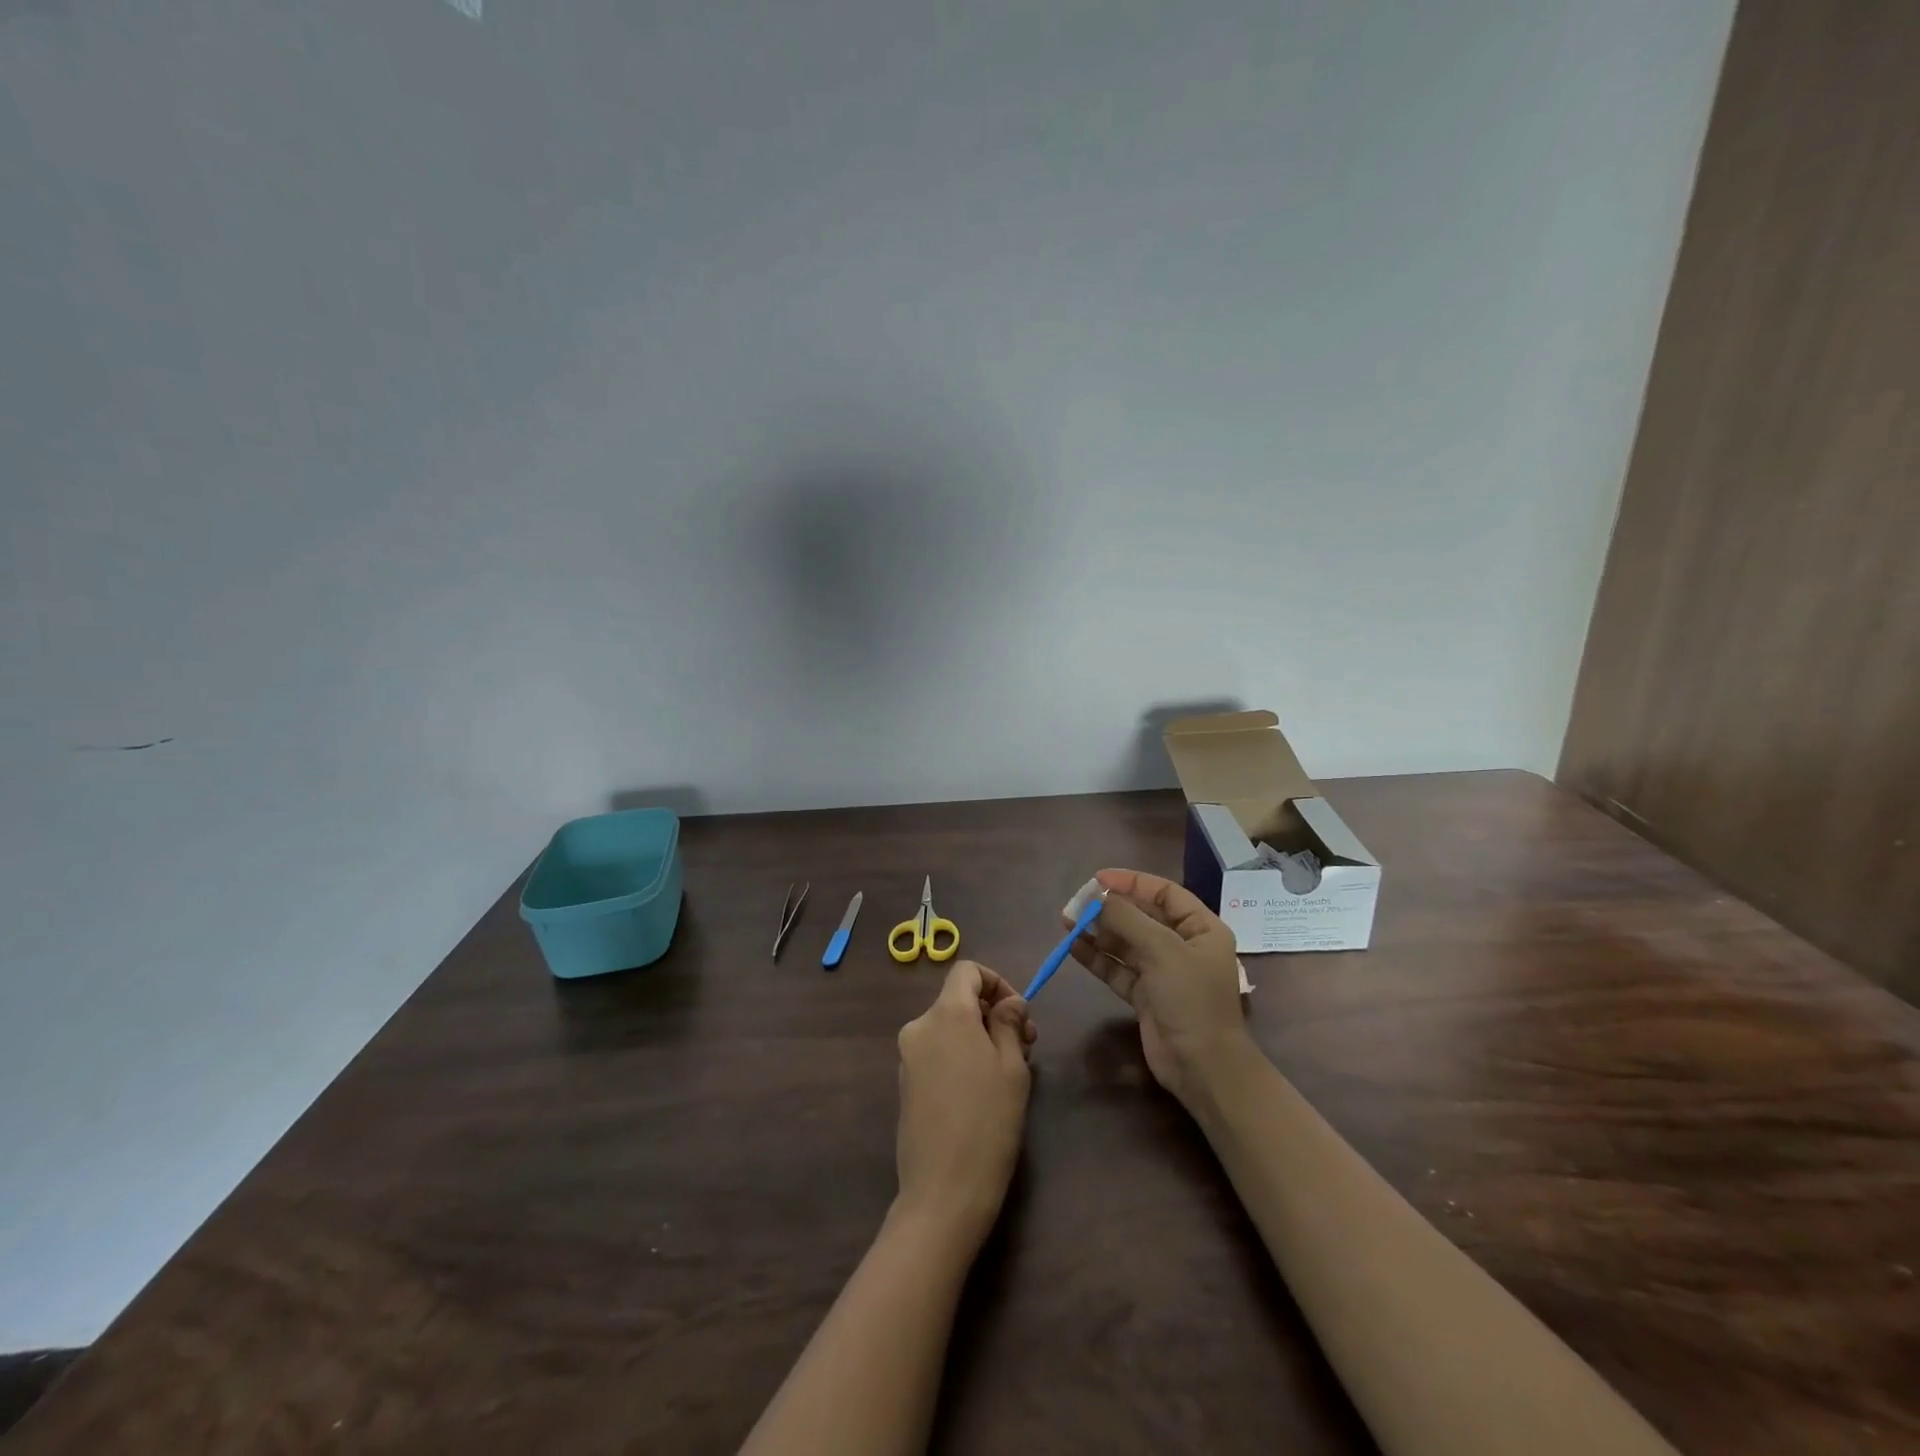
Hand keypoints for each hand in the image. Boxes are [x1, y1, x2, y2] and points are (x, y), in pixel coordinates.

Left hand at [893, 960, 1035, 1249]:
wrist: (943, 1192)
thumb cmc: (988, 1122)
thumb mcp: (1012, 1067)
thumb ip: (1009, 1023)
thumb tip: (1009, 1002)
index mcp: (946, 1014)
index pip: (967, 971)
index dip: (997, 982)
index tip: (1019, 1014)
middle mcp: (920, 1026)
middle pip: (958, 1000)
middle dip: (993, 1014)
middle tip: (1027, 1047)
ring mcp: (908, 1057)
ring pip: (949, 1028)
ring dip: (979, 1037)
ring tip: (1008, 1073)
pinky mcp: (905, 1084)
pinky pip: (937, 1053)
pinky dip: (960, 1057)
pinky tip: (982, 1092)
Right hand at [1067, 868, 1253, 1108]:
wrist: (1202, 1067)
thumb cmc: (1191, 999)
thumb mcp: (1162, 950)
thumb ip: (1127, 919)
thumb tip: (1097, 897)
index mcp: (1201, 928)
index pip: (1164, 893)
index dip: (1132, 882)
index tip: (1097, 879)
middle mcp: (1183, 946)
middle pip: (1142, 916)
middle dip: (1109, 908)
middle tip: (1076, 903)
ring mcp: (1163, 972)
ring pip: (1126, 942)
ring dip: (1098, 932)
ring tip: (1066, 921)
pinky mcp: (1145, 995)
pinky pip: (1117, 968)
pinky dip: (1097, 957)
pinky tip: (1072, 947)